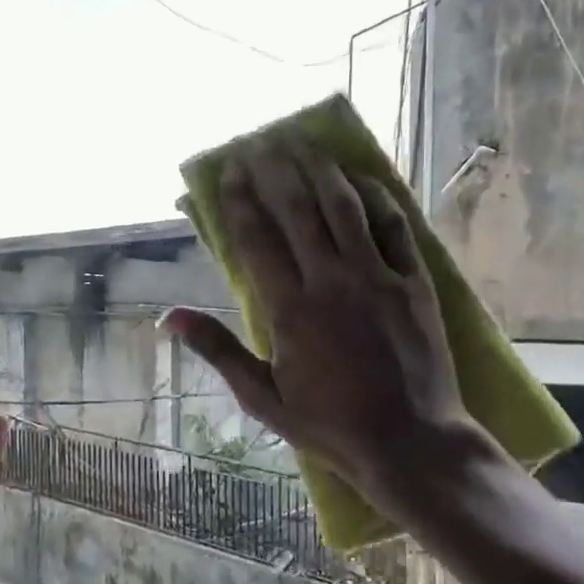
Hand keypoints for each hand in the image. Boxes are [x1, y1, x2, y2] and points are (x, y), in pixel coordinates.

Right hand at [163, 136, 497, 527]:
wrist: (410, 442)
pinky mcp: (414, 281)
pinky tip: (360, 177)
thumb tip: (169, 317)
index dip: (240, 200)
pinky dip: (375, 197)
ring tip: (304, 143)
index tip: (230, 170)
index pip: (256, 238)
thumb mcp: (262, 398)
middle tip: (263, 141)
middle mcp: (330, 281)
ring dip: (321, 170)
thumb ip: (219, 351)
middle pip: (298, 209)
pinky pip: (394, 225)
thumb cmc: (330, 426)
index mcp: (289, 310)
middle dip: (276, 170)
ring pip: (344, 207)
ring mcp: (377, 277)